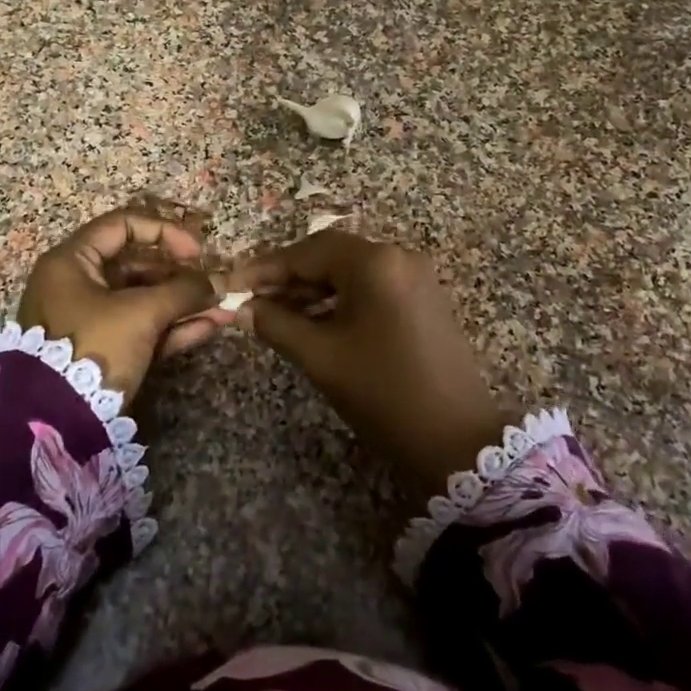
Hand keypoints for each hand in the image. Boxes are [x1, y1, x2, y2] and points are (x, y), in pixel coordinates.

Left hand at [18, 207, 227, 398]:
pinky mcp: (102, 350)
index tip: (195, 251)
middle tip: (214, 283)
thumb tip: (217, 284)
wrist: (55, 422)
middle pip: (137, 265)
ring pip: (143, 300)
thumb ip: (182, 292)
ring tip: (222, 309)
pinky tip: (208, 328)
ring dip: (183, 303)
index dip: (163, 232)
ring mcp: (89, 319)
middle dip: (181, 275)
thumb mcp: (141, 313)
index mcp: (72, 262)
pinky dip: (171, 327)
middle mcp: (77, 284)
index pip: (122, 226)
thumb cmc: (93, 347)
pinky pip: (140, 328)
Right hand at [236, 232, 505, 489]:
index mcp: (376, 263)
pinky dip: (339, 299)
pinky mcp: (423, 299)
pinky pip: (371, 287)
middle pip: (331, 255)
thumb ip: (276, 324)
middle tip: (251, 299)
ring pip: (350, 271)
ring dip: (312, 289)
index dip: (267, 267)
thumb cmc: (383, 393)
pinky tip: (312, 320)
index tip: (234, 283)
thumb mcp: (321, 357)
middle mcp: (399, 258)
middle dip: (288, 277)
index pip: (309, 250)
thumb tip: (242, 308)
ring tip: (275, 313)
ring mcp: (416, 278)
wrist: (456, 440)